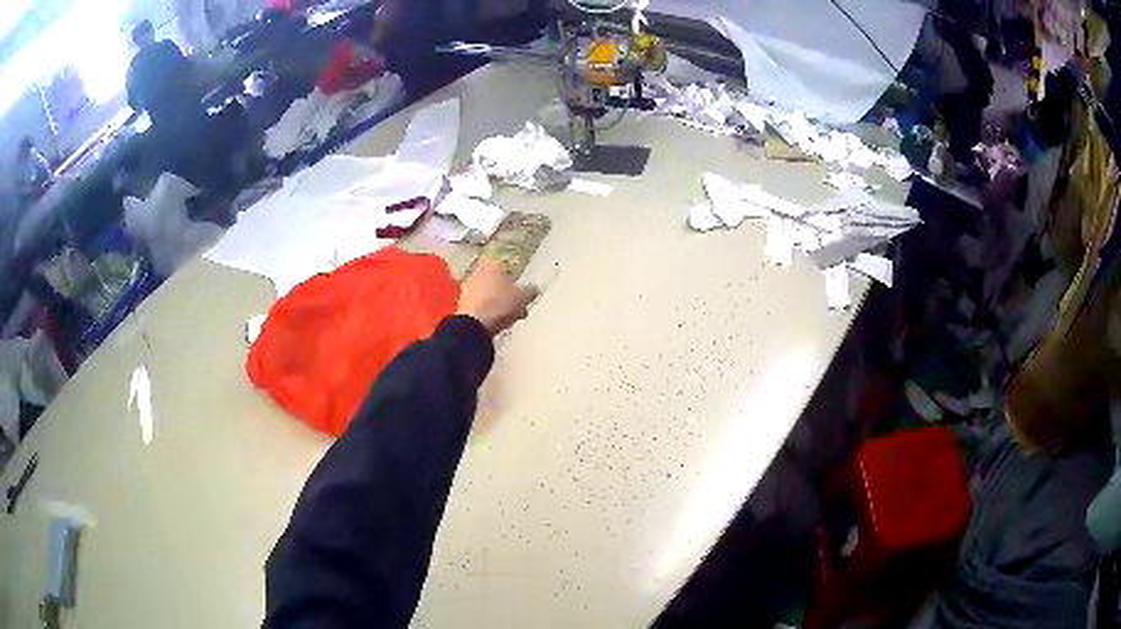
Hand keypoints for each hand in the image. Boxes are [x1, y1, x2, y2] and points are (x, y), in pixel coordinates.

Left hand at [457, 259, 537, 335]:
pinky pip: (481, 306)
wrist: (474, 325)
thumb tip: (534, 288)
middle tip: (518, 305)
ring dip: (498, 303)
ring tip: (509, 317)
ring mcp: (468, 288)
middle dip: (506, 292)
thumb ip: (530, 291)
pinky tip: (496, 322)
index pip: (506, 266)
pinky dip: (488, 312)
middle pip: (496, 281)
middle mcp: (477, 273)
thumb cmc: (500, 304)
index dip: (516, 279)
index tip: (523, 291)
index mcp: (492, 265)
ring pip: (488, 294)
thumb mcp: (523, 297)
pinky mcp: (462, 305)